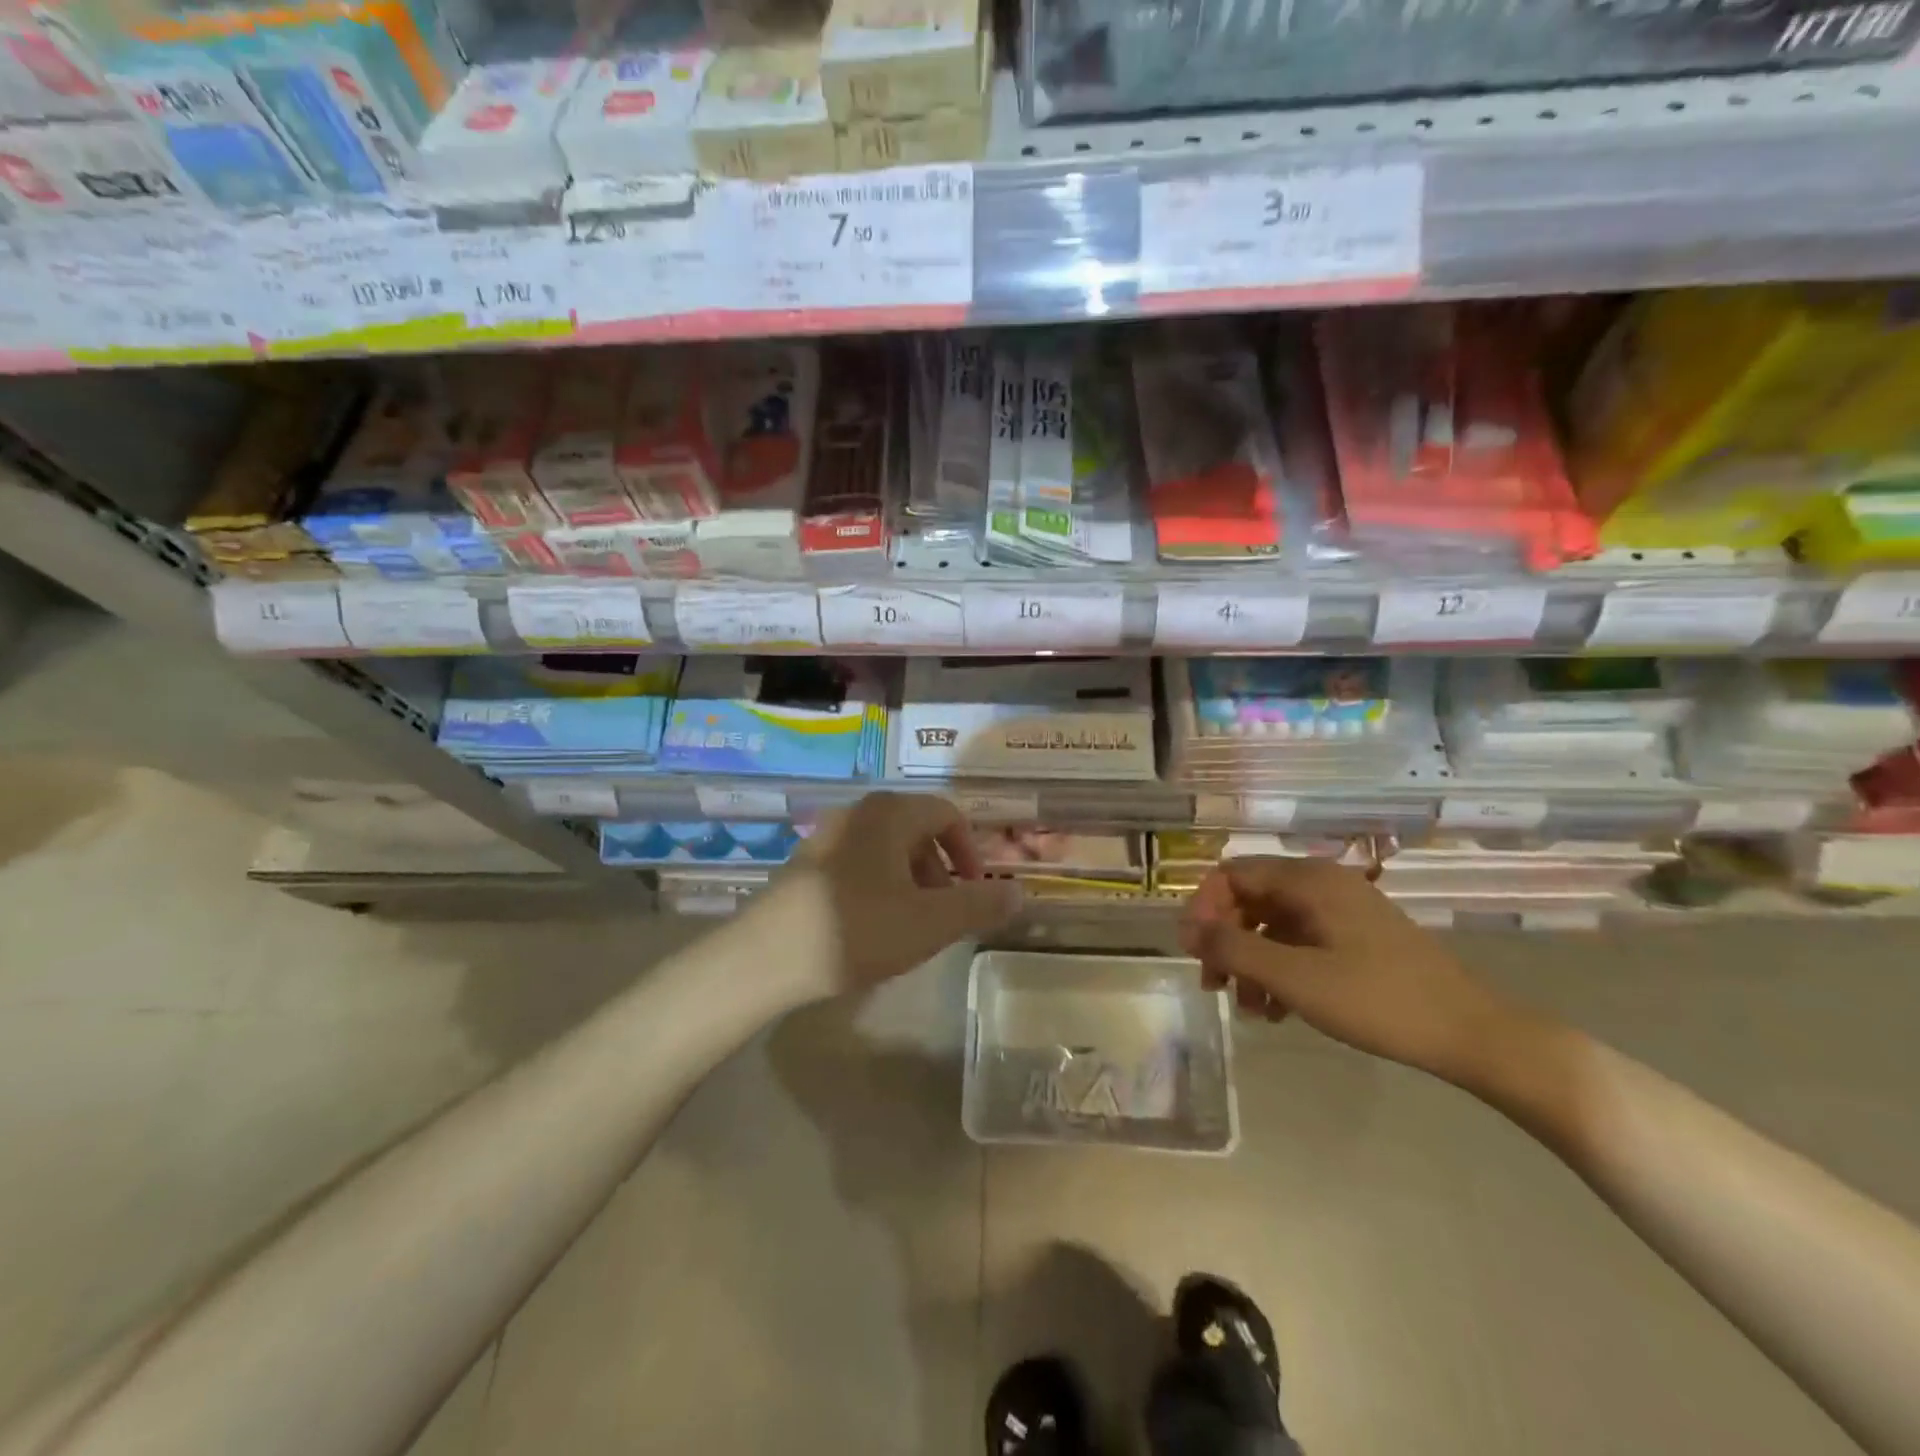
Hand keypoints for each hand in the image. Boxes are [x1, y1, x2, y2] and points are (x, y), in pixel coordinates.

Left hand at [771, 793, 1023, 999]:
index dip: (971, 851)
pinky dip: (880, 886)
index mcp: (890, 813)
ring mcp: (827, 835)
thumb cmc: (857, 930)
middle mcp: (858, 812)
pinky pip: (859, 863)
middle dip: (941, 870)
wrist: (764, 958)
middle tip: (946, 913)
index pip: (947, 814)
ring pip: (887, 848)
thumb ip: (980, 905)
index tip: (975, 892)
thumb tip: (1019, 891)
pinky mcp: (806, 863)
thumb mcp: (931, 922)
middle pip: (917, 830)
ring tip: (912, 925)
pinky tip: (872, 927)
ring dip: (912, 880)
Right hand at [1179, 856, 1520, 1082]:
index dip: (1204, 908)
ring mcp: (1342, 911)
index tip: (1194, 952)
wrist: (1471, 1034)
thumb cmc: (1376, 999)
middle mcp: (1322, 884)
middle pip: (1250, 899)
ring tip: (1249, 1008)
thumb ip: (1234, 949)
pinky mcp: (1356, 938)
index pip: (1232, 874)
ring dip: (1251, 961)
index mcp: (1308, 880)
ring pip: (1274, 925)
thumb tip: (1188, 929)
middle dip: (1226, 940)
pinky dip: (1280, 969)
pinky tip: (1278, 1010)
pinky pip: (1300, 942)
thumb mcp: (1294, 977)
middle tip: (1214, 983)